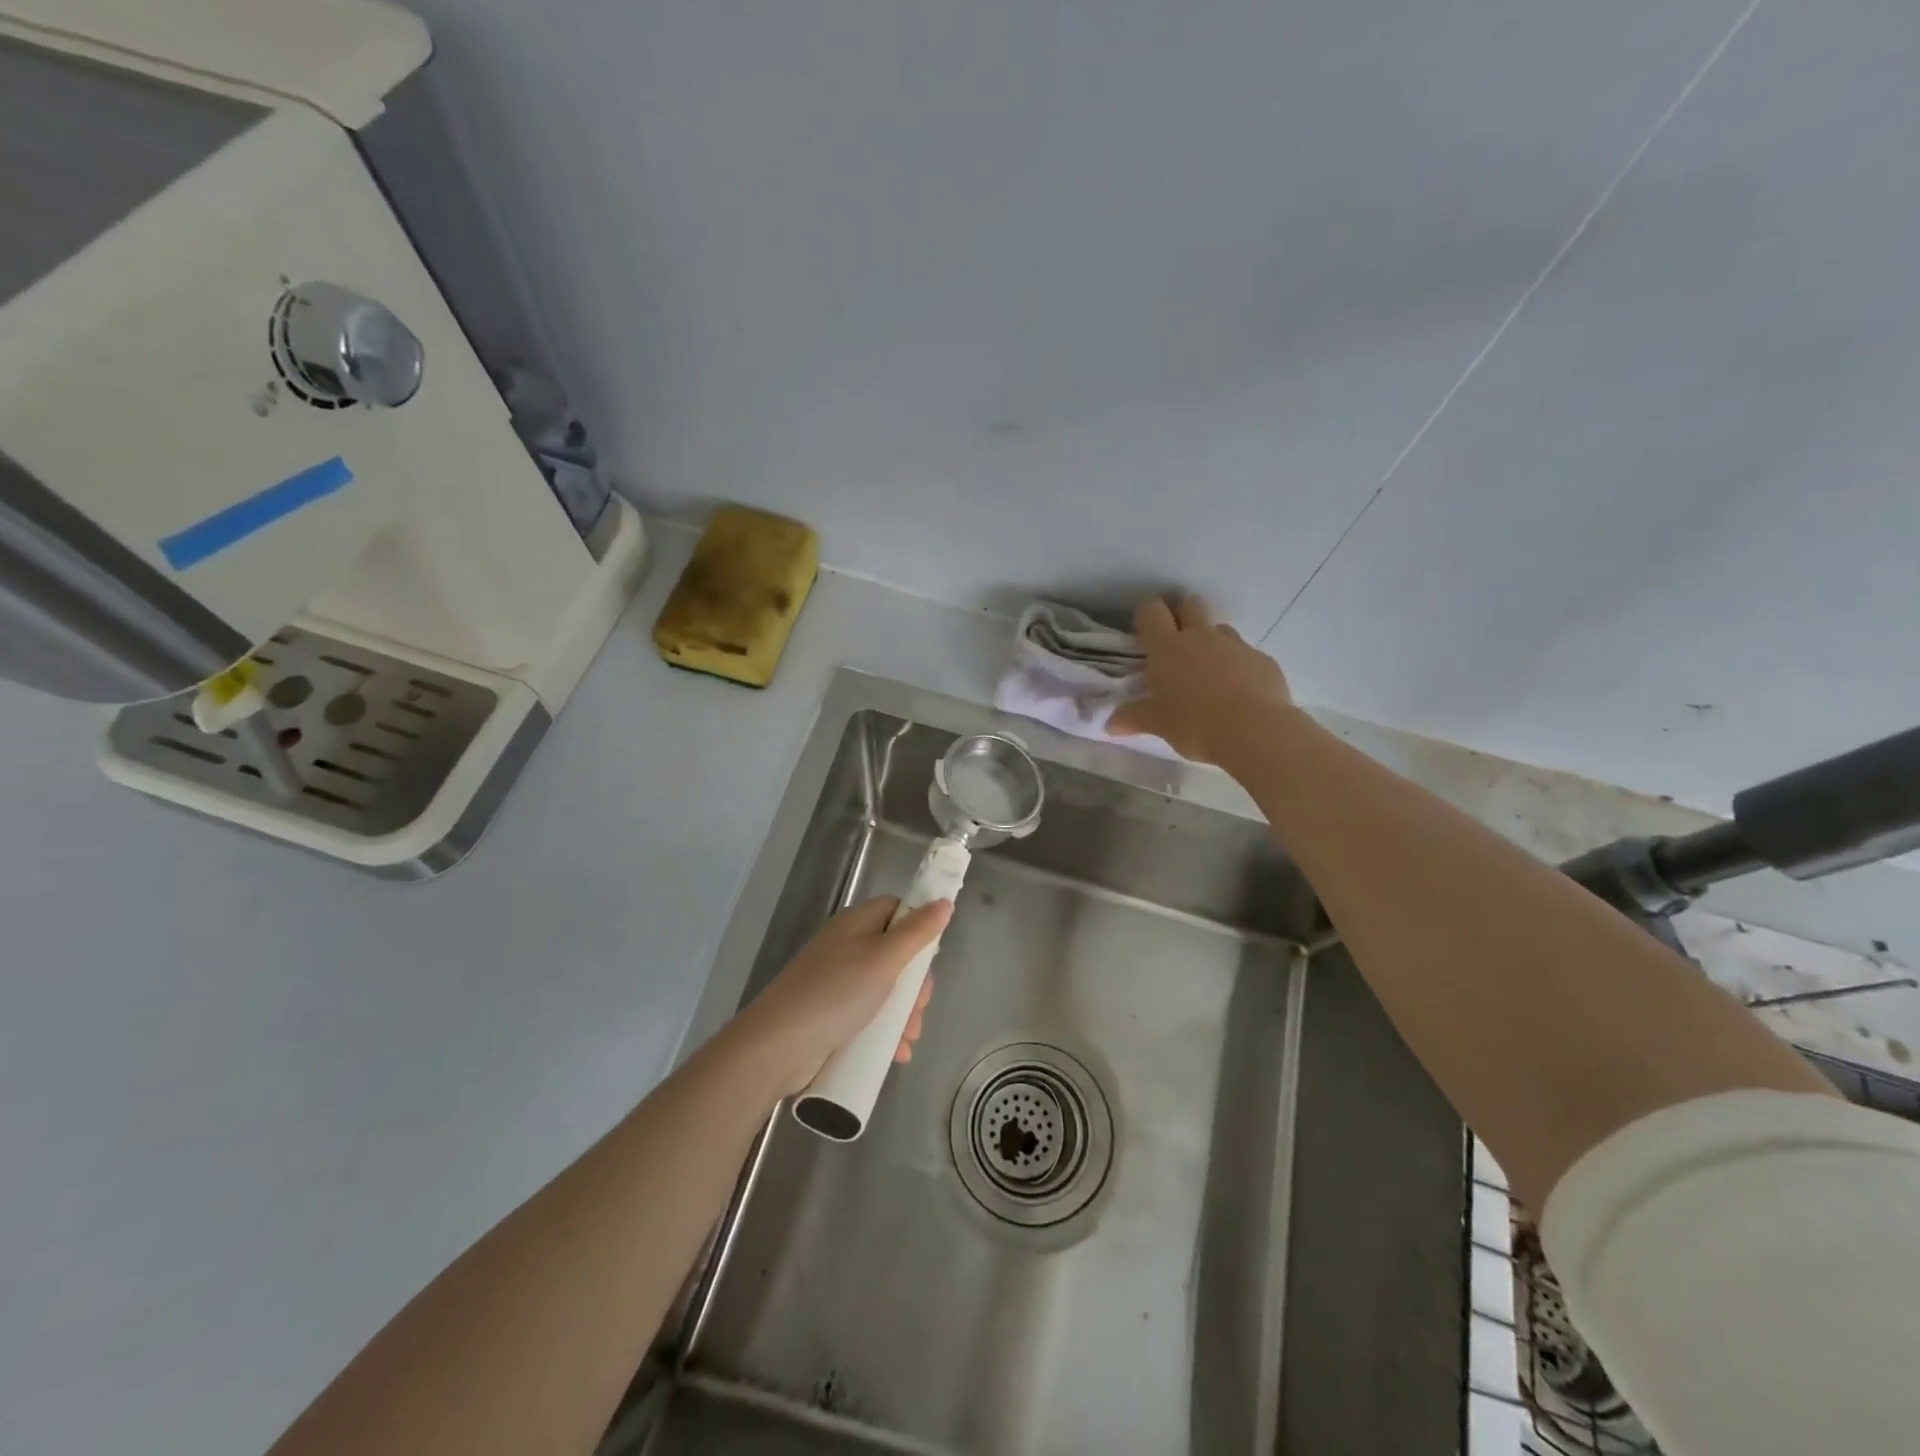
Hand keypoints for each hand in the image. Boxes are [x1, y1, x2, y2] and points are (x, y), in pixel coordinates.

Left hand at [728, 896, 953, 1095]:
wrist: (778, 1045)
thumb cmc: (837, 993)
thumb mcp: (885, 959)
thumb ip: (917, 932)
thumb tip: (944, 901)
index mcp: (856, 923)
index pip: (896, 910)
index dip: (918, 928)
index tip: (931, 957)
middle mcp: (846, 946)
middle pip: (895, 952)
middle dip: (915, 984)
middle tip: (919, 1008)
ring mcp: (836, 980)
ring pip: (884, 988)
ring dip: (903, 1013)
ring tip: (908, 1039)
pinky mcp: (830, 1012)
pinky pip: (867, 1014)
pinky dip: (884, 1030)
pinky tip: (895, 1053)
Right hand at [1108, 595, 1292, 766]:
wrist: (1254, 730)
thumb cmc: (1194, 724)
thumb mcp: (1158, 724)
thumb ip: (1134, 718)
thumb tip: (1111, 724)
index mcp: (1168, 648)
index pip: (1152, 612)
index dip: (1147, 613)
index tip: (1145, 627)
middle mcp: (1200, 637)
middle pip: (1190, 605)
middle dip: (1181, 612)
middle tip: (1176, 636)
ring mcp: (1235, 645)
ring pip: (1219, 628)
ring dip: (1210, 640)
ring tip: (1207, 668)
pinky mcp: (1262, 660)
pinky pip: (1245, 654)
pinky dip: (1238, 665)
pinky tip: (1238, 690)